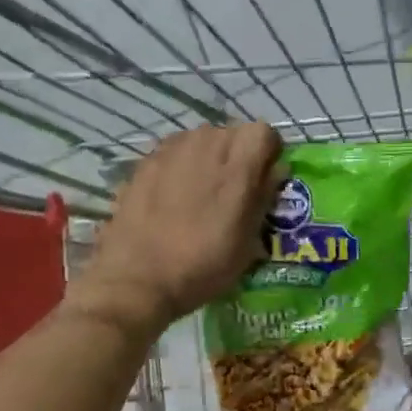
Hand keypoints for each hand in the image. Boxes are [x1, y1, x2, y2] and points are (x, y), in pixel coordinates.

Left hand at [68, 123, 283, 335]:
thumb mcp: (248, 241)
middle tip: (233, 189)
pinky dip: (181, 165)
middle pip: (232, 133)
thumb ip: (264, 196)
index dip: (267, 153)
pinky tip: (172, 196)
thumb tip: (275, 169)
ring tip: (200, 192)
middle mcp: (206, 144)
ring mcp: (171, 149)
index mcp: (238, 164)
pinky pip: (175, 152)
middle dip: (238, 154)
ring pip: (202, 139)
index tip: (263, 178)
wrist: (136, 278)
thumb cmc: (202, 265)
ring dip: (208, 157)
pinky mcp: (145, 160)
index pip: (264, 132)